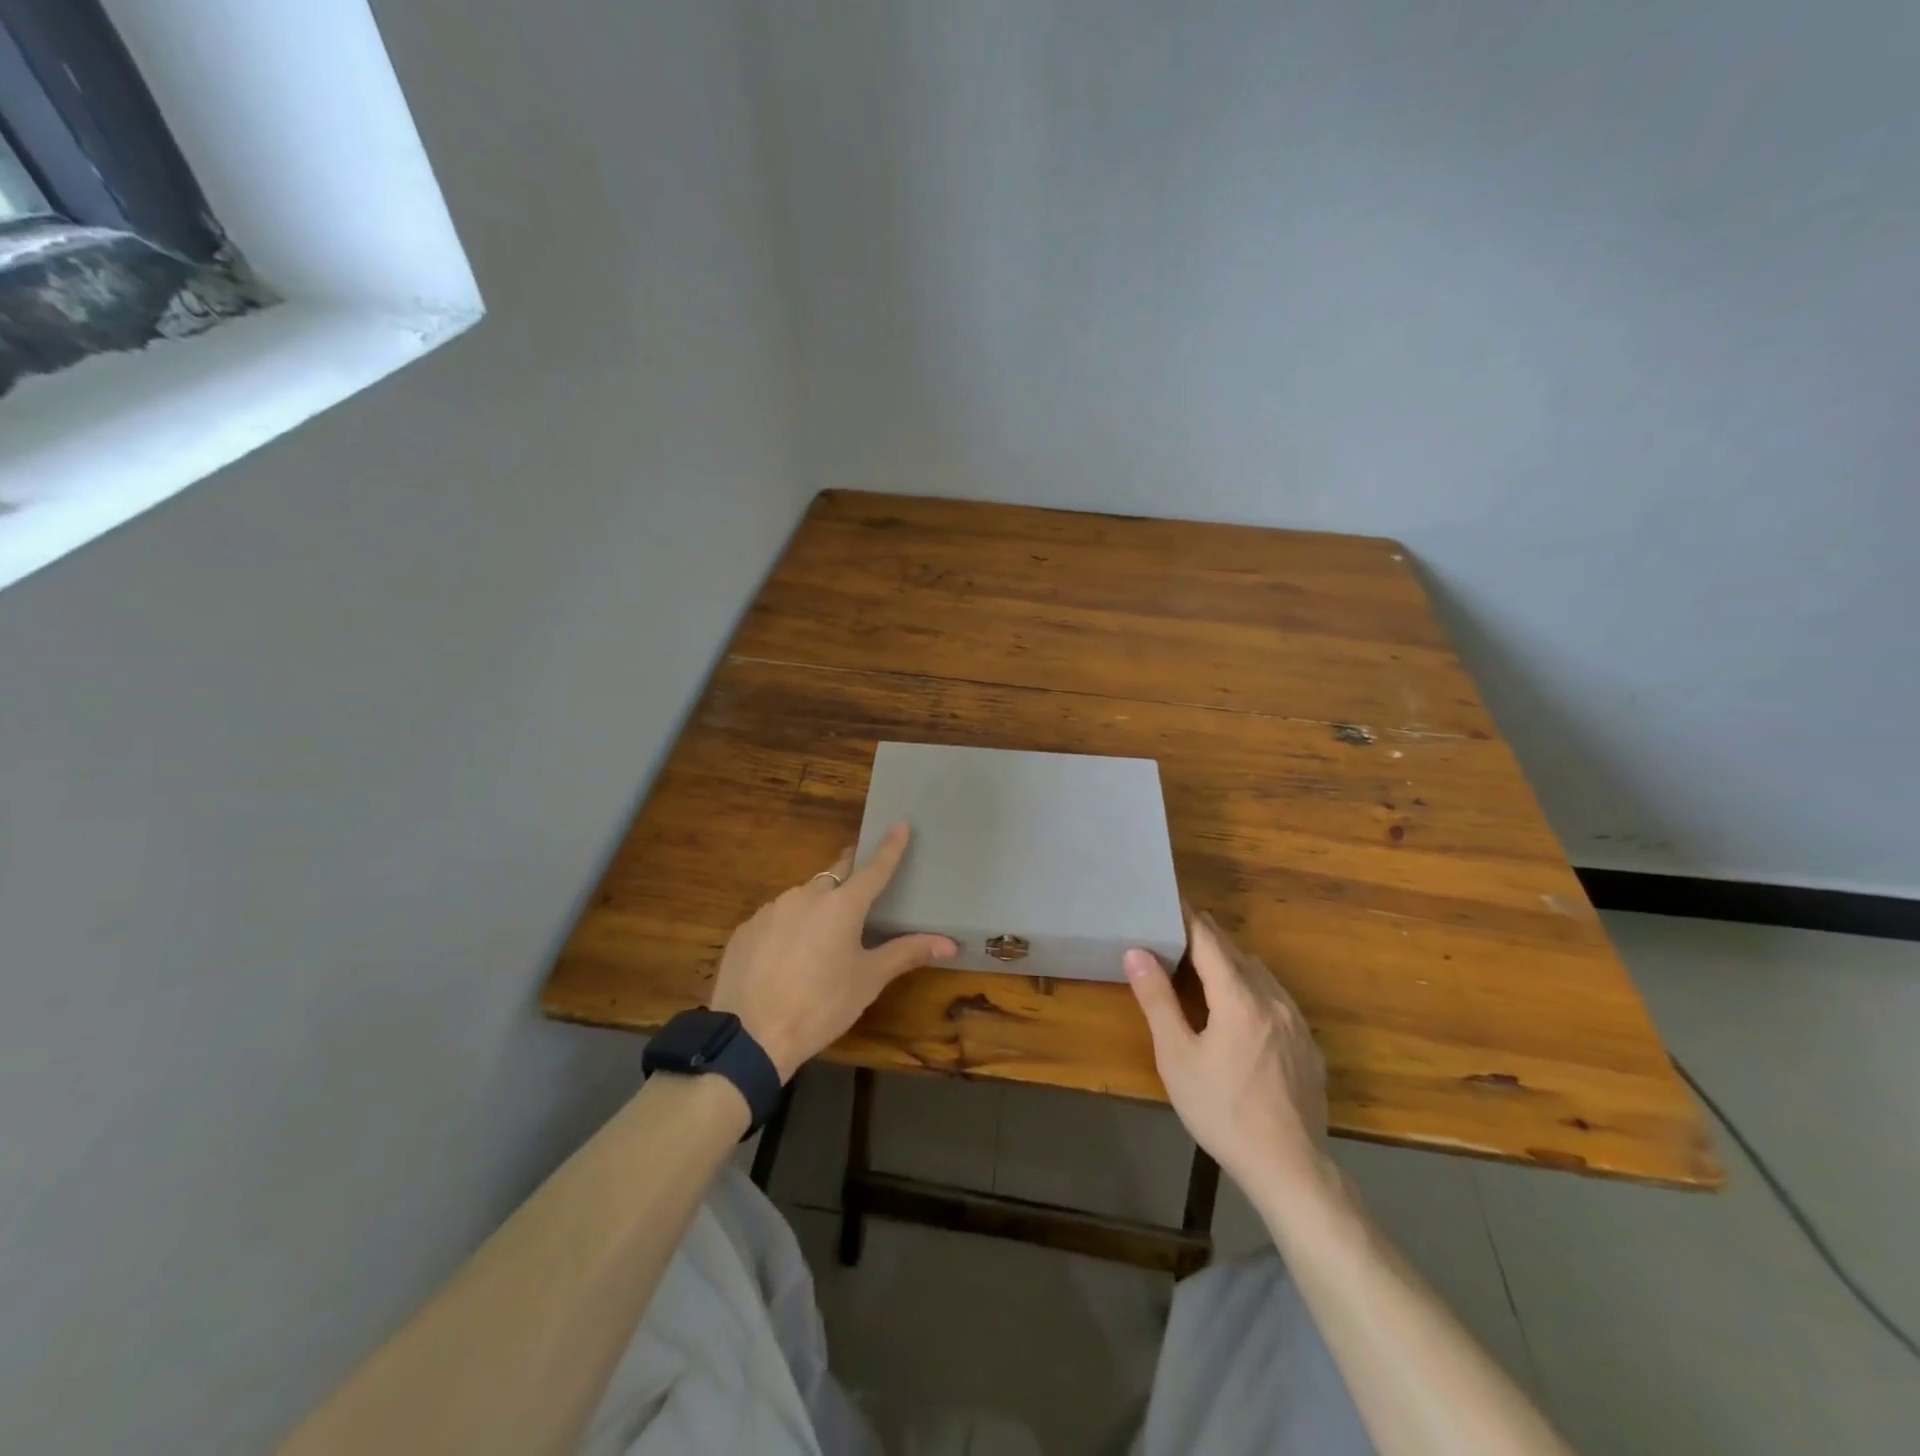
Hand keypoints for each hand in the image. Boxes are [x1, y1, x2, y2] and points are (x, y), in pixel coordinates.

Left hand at [709, 824, 956, 1080]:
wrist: (750, 1036)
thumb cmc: (821, 1005)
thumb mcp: (868, 980)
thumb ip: (906, 953)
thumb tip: (950, 943)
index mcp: (842, 905)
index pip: (874, 868)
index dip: (889, 847)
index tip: (900, 824)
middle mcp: (807, 895)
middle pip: (835, 874)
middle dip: (850, 874)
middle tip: (860, 886)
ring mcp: (772, 909)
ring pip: (803, 897)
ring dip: (817, 907)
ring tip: (820, 941)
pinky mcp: (747, 928)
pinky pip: (775, 918)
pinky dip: (788, 928)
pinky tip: (786, 958)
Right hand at [1123, 912, 1332, 1202]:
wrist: (1290, 1168)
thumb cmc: (1222, 1110)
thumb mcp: (1177, 1057)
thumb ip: (1157, 1000)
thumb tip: (1137, 952)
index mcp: (1239, 997)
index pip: (1210, 940)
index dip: (1188, 919)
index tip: (1170, 902)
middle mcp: (1273, 999)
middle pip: (1237, 953)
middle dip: (1207, 938)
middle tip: (1177, 932)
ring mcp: (1296, 1022)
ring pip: (1260, 974)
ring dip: (1231, 962)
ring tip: (1204, 967)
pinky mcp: (1309, 1046)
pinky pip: (1277, 999)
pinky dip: (1253, 988)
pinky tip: (1240, 1010)